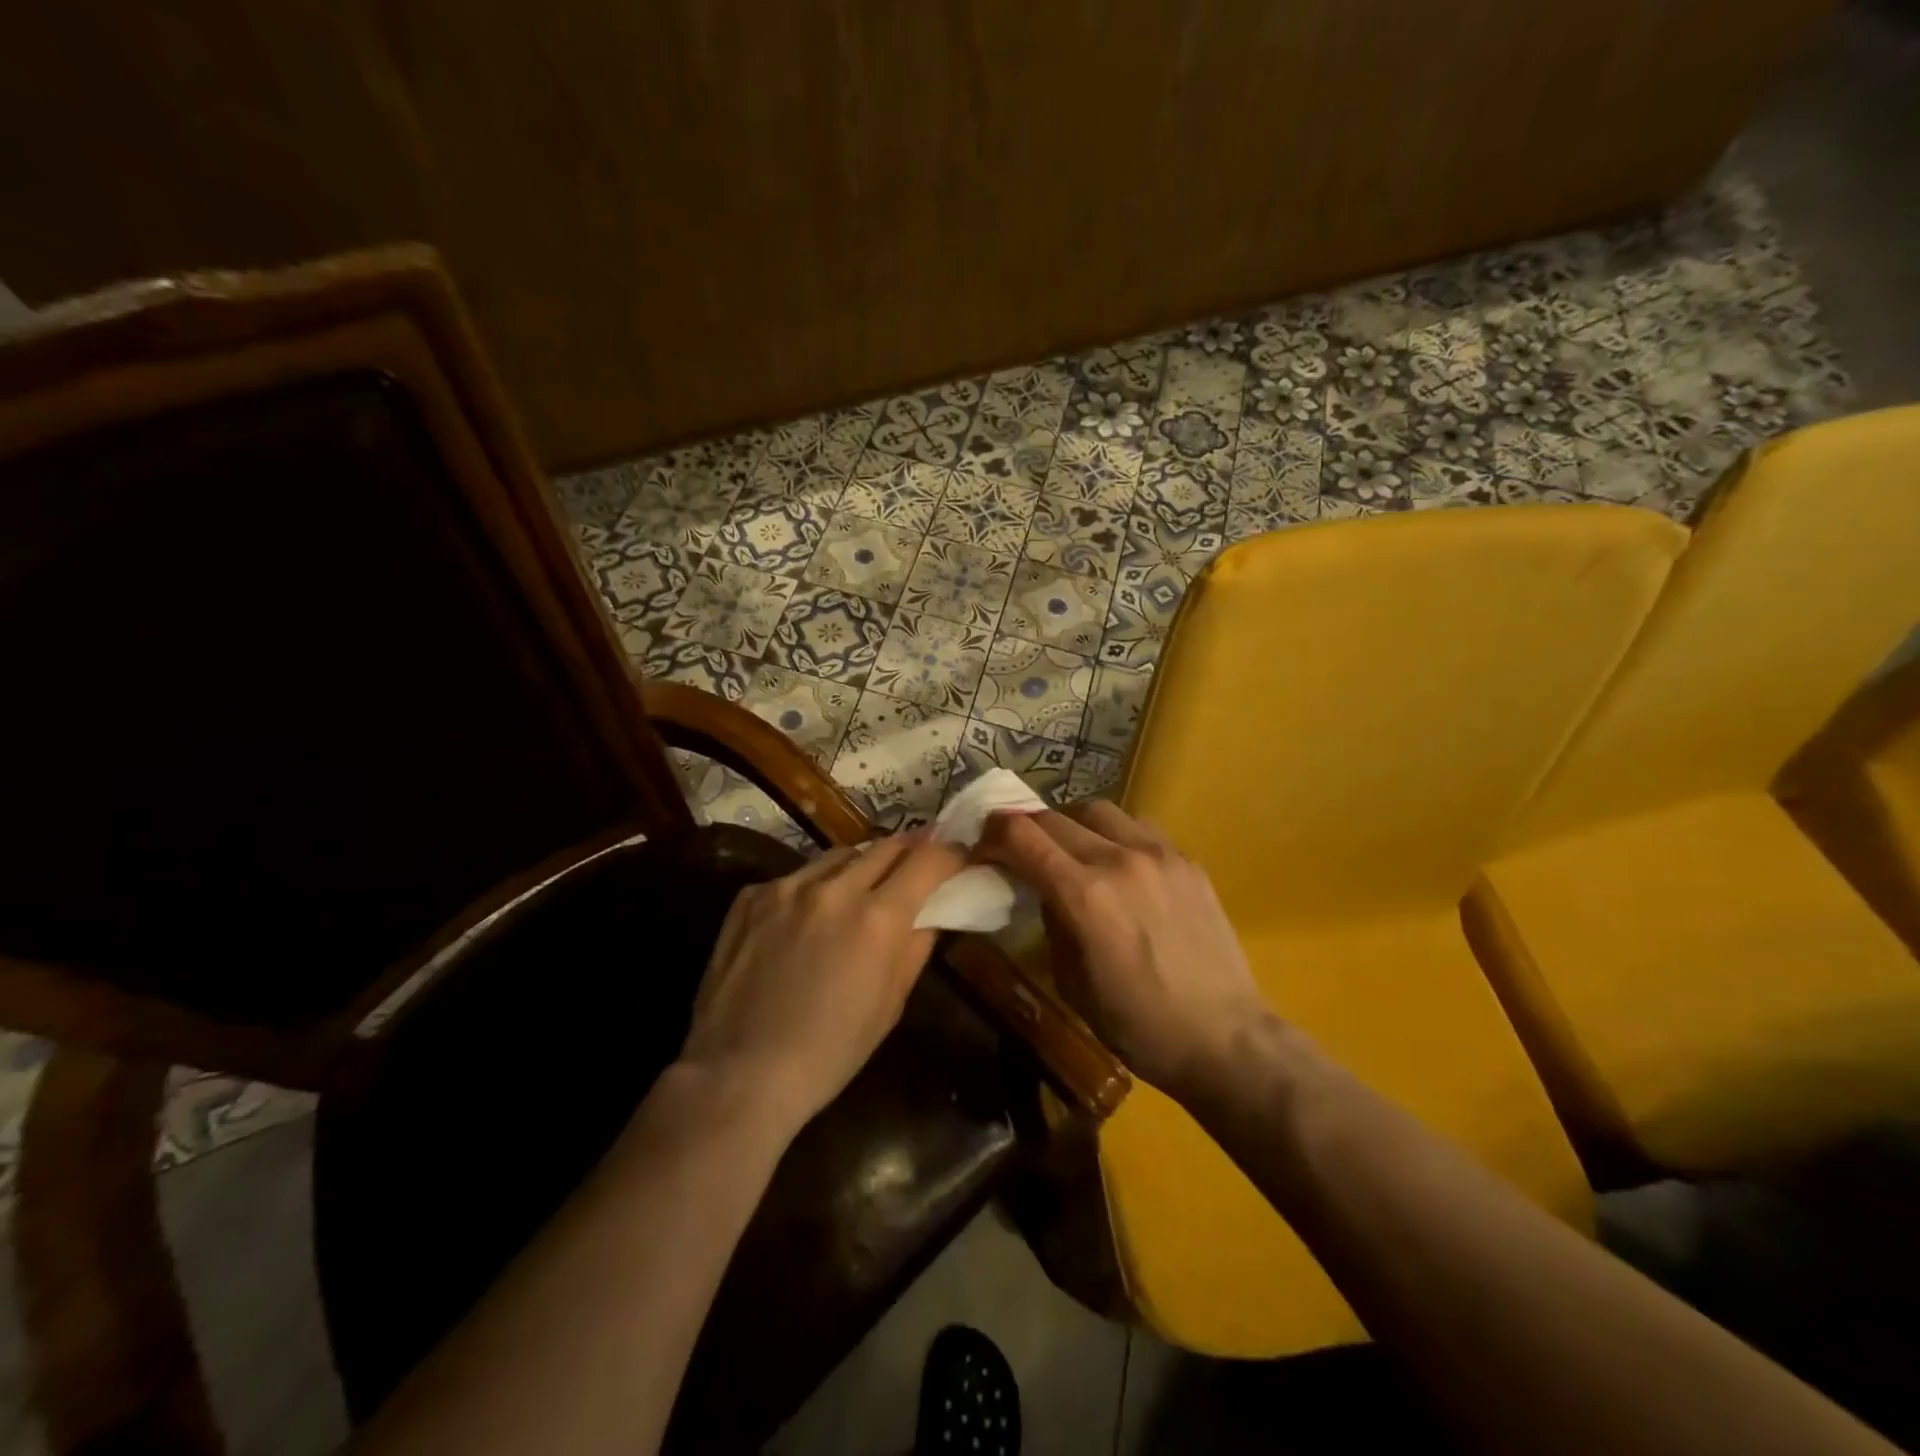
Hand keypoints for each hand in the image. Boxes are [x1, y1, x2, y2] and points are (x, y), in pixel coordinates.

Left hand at [679, 834, 964, 1134]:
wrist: (739, 1073)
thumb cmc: (830, 1052)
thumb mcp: (890, 1004)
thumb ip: (915, 947)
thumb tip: (930, 912)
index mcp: (877, 918)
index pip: (927, 860)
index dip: (950, 855)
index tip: (957, 857)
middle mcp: (834, 888)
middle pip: (886, 846)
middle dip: (910, 850)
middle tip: (920, 859)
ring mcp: (787, 887)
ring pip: (839, 855)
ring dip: (861, 864)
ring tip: (865, 884)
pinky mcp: (751, 896)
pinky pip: (796, 877)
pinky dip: (814, 887)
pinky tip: (809, 915)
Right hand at [975, 802, 1267, 1098]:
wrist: (1224, 1038)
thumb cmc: (1137, 1025)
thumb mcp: (1071, 981)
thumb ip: (1051, 923)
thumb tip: (1044, 891)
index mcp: (1084, 895)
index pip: (1021, 836)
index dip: (992, 835)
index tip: (982, 848)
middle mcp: (1118, 860)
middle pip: (1053, 816)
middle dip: (1024, 829)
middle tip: (1017, 849)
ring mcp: (1158, 854)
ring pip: (1097, 809)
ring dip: (1070, 823)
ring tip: (1068, 849)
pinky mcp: (1187, 860)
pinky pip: (1138, 827)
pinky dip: (1113, 833)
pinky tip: (1117, 862)